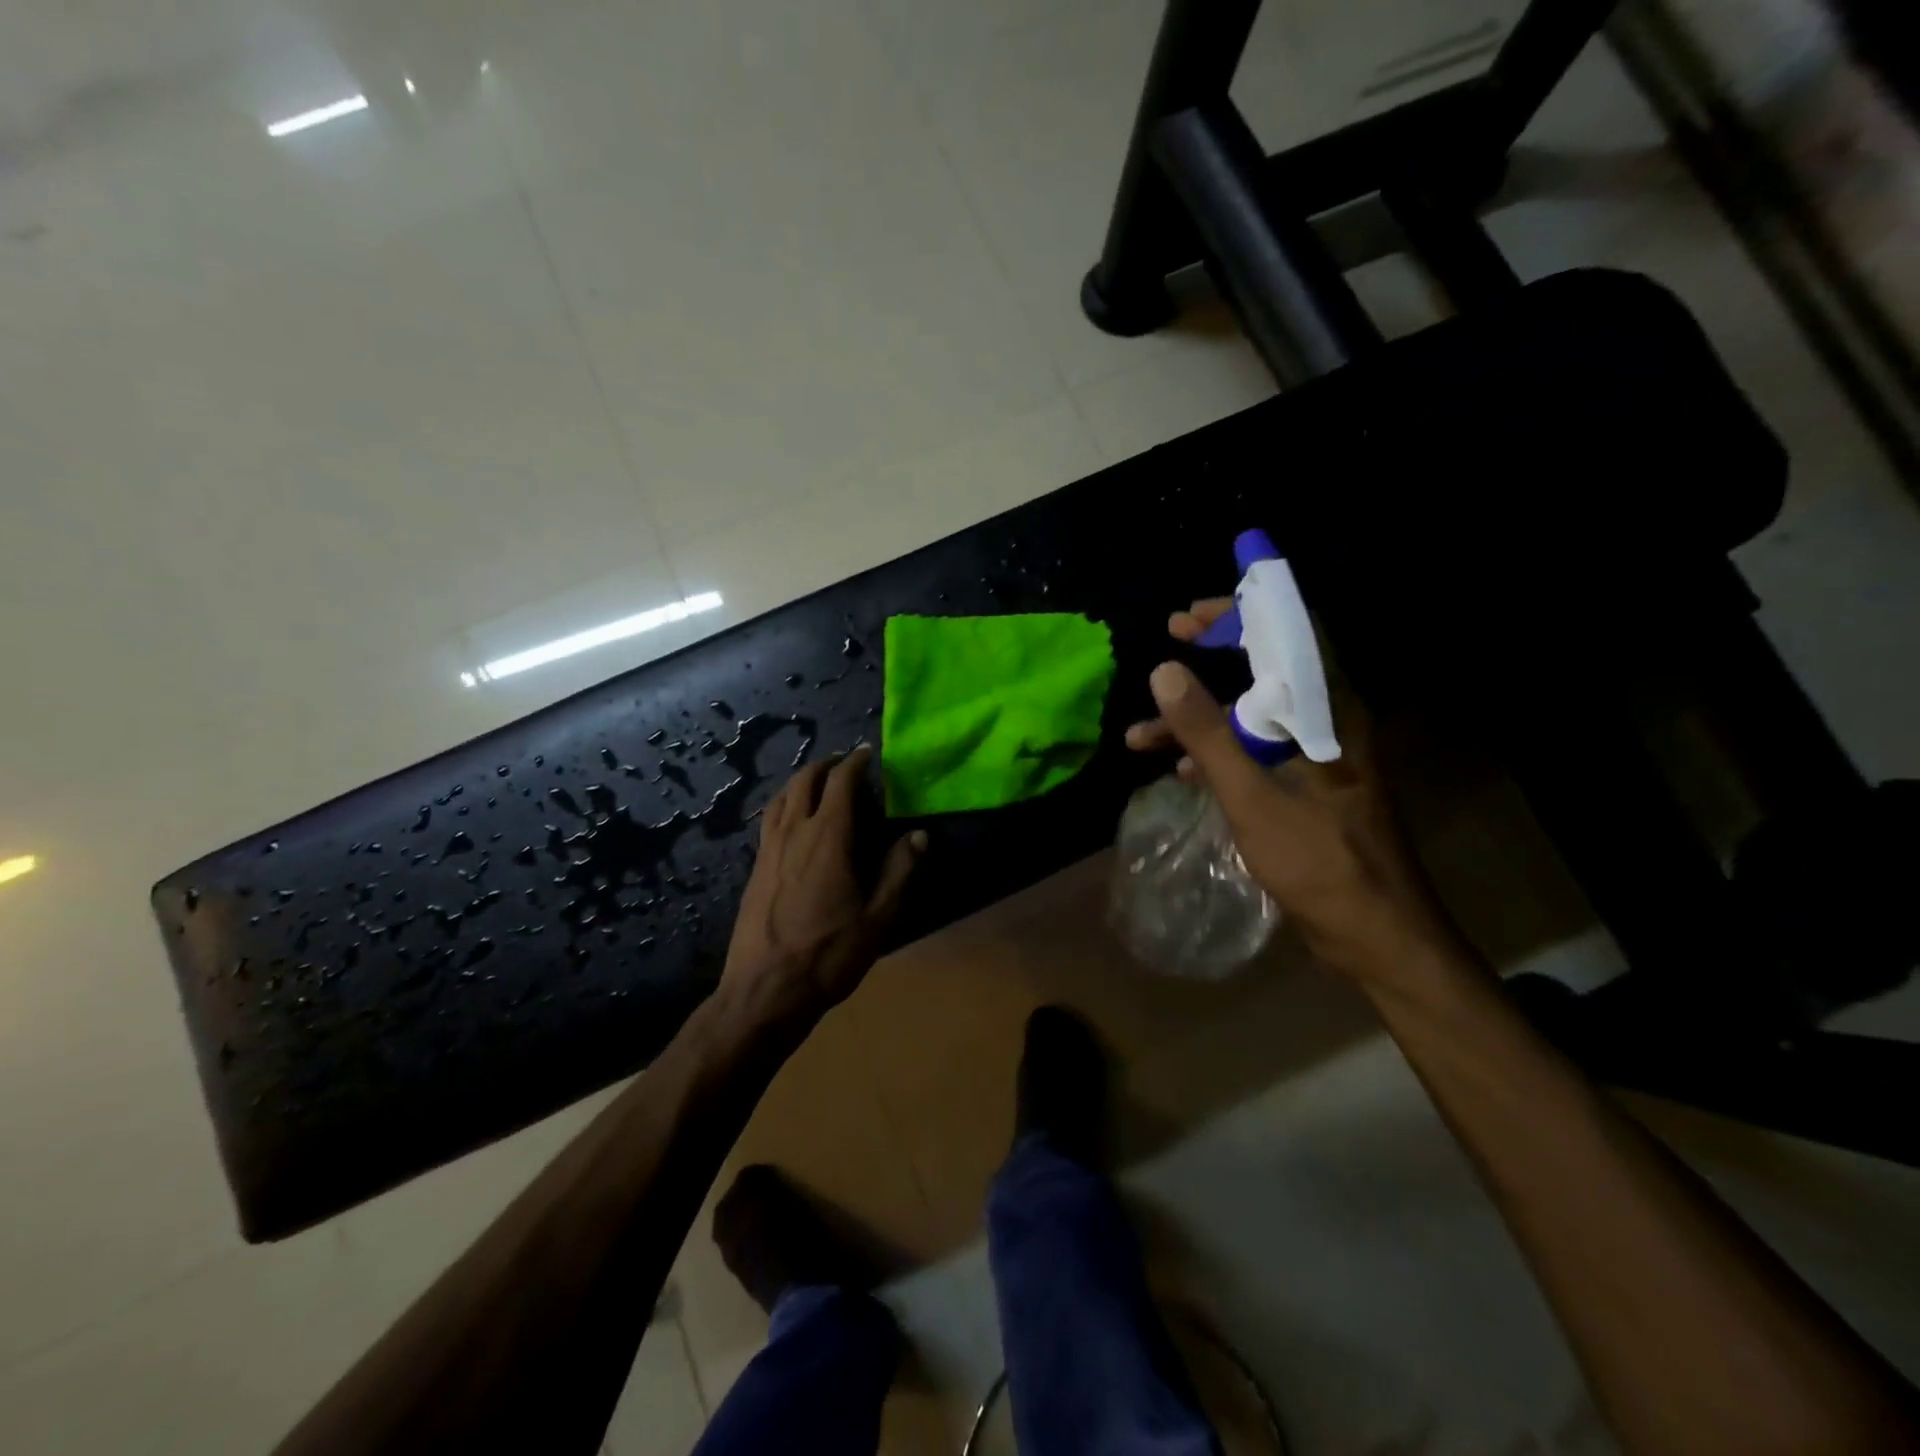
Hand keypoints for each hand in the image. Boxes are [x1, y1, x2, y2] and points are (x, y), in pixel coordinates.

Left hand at [720, 746, 924, 1029]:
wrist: (764, 992)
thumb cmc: (827, 955)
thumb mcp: (877, 918)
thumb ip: (899, 872)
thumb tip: (919, 835)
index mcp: (827, 838)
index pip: (840, 783)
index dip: (855, 763)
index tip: (869, 753)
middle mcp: (793, 833)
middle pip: (803, 781)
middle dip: (825, 766)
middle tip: (845, 764)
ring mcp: (768, 850)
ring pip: (781, 798)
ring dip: (800, 782)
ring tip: (817, 784)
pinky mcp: (755, 869)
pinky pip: (770, 820)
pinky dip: (784, 805)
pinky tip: (792, 823)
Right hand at [1125, 600, 1462, 983]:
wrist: (1379, 937)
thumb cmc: (1321, 864)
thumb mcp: (1253, 797)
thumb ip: (1208, 734)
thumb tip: (1164, 671)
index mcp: (1327, 713)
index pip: (1291, 634)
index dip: (1241, 613)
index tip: (1189, 616)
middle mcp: (1327, 724)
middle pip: (1269, 668)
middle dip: (1216, 653)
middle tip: (1170, 639)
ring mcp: (1318, 759)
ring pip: (1254, 716)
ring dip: (1201, 718)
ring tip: (1142, 733)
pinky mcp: (1308, 789)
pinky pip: (1256, 754)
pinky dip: (1217, 755)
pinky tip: (1179, 774)